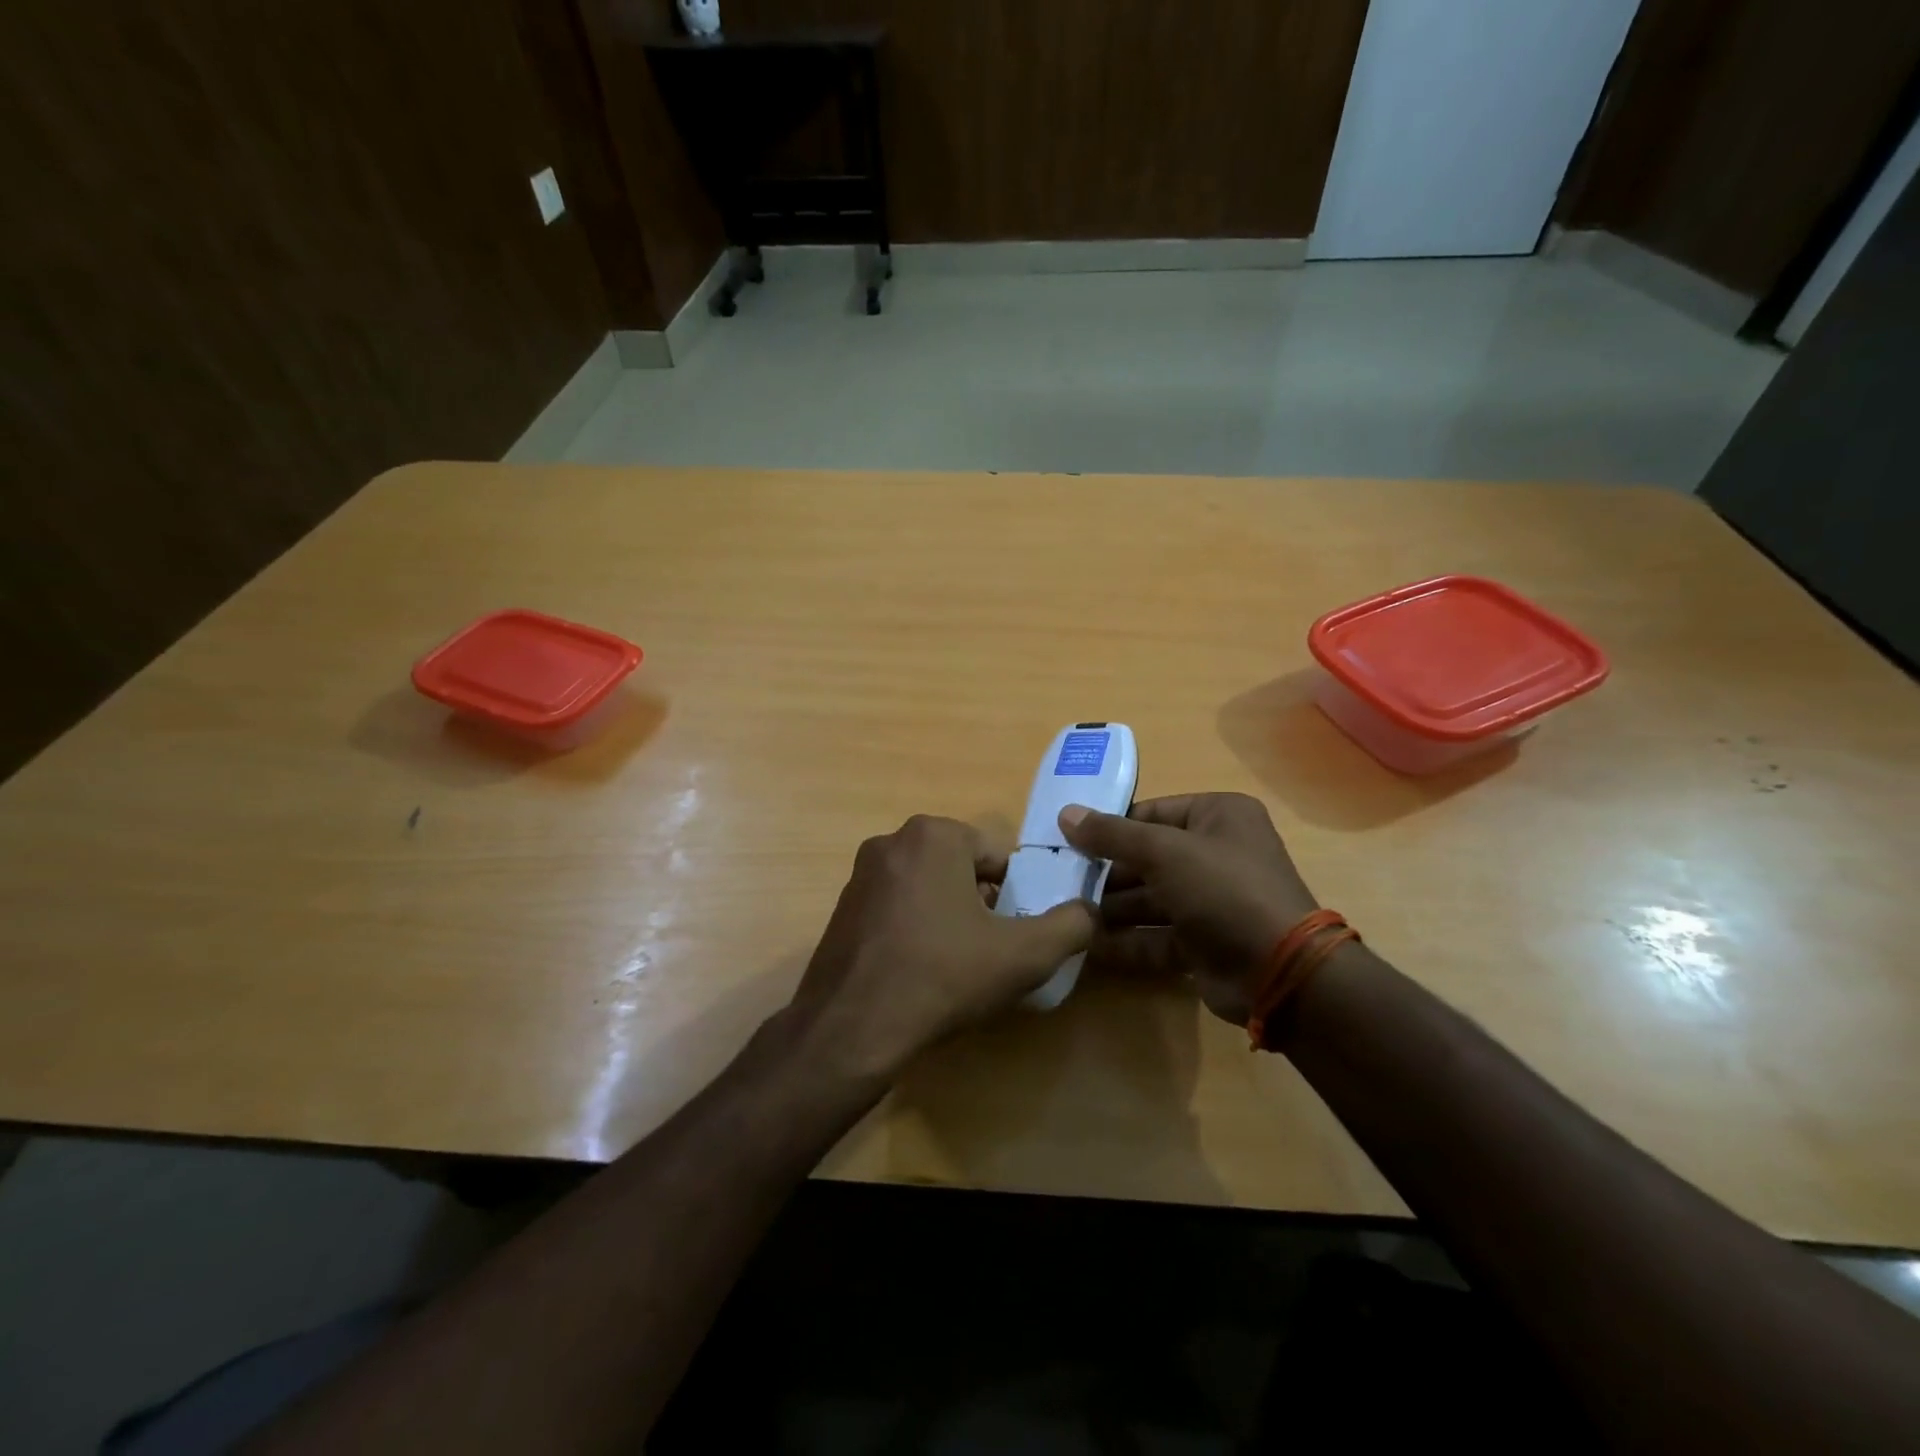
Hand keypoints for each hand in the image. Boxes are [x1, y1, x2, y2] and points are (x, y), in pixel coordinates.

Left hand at [784, 815, 1093, 1081]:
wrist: (851, 1028)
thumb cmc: (942, 977)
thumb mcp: (1023, 954)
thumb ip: (1071, 925)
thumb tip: (1090, 910)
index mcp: (934, 834)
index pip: (999, 857)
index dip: (1016, 897)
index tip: (1014, 936)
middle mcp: (892, 840)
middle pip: (962, 869)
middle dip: (982, 905)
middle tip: (988, 953)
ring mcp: (861, 873)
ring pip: (929, 887)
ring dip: (949, 917)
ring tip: (954, 967)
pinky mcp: (842, 906)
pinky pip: (897, 906)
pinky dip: (915, 928)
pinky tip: (918, 970)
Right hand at [1060, 793, 1318, 1026]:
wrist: (1280, 972)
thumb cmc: (1223, 890)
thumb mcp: (1164, 852)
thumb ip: (1112, 834)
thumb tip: (1065, 813)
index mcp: (1218, 816)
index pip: (1150, 813)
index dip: (1108, 827)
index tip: (1066, 842)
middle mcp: (1216, 853)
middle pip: (1147, 857)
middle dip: (1106, 873)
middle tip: (1060, 882)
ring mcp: (1211, 900)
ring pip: (1150, 899)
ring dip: (1111, 908)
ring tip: (1067, 915)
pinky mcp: (1204, 942)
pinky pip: (1157, 936)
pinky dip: (1127, 941)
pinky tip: (1090, 946)